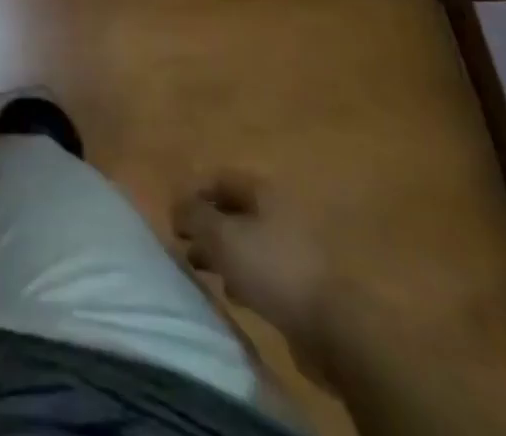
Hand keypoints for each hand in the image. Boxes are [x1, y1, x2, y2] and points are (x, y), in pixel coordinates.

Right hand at [173, 171, 335, 373]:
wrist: (331, 326)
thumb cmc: (270, 267)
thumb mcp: (221, 236)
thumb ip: (193, 215)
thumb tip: (176, 205)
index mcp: (263, 190)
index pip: (219, 179)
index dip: (193, 193)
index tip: (174, 218)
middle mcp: (279, 210)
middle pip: (233, 210)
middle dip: (206, 226)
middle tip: (184, 245)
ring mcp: (293, 245)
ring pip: (246, 241)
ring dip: (222, 253)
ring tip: (203, 271)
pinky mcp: (301, 280)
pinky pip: (262, 268)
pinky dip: (243, 275)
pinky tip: (234, 294)